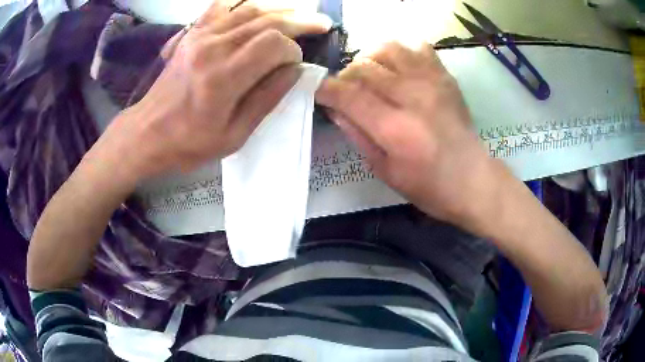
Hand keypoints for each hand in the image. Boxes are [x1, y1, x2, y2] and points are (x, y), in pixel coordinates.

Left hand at [101, 2, 331, 181]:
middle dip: (299, 20)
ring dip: (278, 9)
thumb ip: (266, 99)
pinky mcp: (192, 34)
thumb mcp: (234, 136)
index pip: (274, 44)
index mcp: (224, 77)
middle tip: (321, 23)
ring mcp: (200, 36)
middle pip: (267, 20)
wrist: (147, 132)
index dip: (293, 51)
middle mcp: (213, 48)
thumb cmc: (189, 143)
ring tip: (298, 14)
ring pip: (249, 8)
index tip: (295, 66)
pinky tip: (257, 8)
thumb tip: (294, 70)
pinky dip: (243, 2)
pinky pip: (221, 6)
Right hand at [316, 42, 503, 230]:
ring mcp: (432, 82)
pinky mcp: (445, 77)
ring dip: (371, 58)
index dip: (326, 88)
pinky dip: (401, 52)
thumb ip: (357, 135)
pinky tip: (398, 67)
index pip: (349, 94)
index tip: (318, 90)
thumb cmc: (427, 185)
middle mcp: (412, 97)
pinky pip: (418, 47)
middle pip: (364, 67)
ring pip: (388, 48)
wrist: (472, 179)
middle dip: (346, 75)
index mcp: (395, 128)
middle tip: (347, 90)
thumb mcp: (384, 170)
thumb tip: (335, 109)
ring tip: (371, 74)